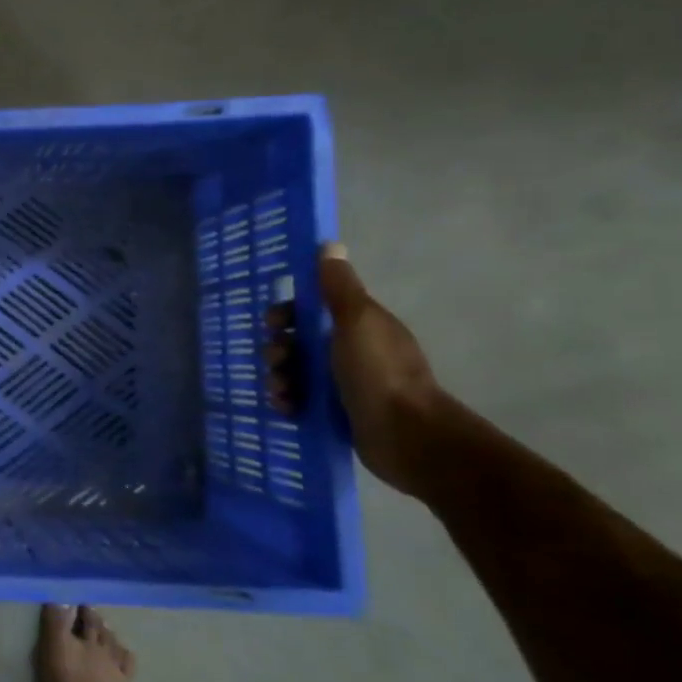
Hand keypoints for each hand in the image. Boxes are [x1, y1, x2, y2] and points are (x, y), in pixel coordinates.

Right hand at [267, 244, 443, 493]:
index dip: (286, 314)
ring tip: (282, 392)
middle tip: (278, 362)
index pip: (310, 310)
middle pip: (297, 342)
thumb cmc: (379, 372)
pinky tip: (287, 408)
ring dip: (279, 377)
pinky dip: (288, 402)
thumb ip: (338, 286)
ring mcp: (343, 384)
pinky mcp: (336, 413)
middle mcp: (350, 351)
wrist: (407, 436)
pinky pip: (300, 400)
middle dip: (278, 350)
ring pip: (294, 372)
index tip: (274, 324)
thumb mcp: (356, 321)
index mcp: (356, 325)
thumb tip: (329, 245)